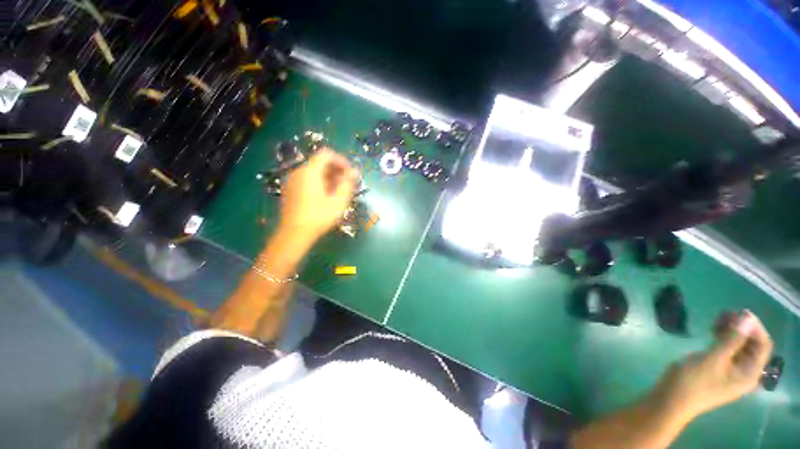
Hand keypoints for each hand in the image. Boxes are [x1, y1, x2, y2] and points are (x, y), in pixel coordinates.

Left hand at [279, 149, 357, 245]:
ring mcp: (292, 180)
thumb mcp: (338, 200)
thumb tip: (355, 171)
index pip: (326, 154)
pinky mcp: (290, 189)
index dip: (341, 160)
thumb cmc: (319, 216)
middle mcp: (298, 172)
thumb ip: (347, 183)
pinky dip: (319, 182)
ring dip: (329, 177)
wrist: (295, 233)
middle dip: (336, 170)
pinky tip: (326, 196)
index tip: (350, 173)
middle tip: (347, 184)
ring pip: (314, 171)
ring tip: (338, 191)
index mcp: (310, 172)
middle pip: (320, 162)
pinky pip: (307, 179)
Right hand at [653, 310, 772, 420]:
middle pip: (752, 345)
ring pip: (740, 346)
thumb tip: (747, 318)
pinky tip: (713, 330)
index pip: (763, 345)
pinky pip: (729, 350)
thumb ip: (732, 339)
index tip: (739, 312)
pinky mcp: (719, 368)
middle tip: (725, 313)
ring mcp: (732, 371)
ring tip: (718, 319)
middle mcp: (746, 372)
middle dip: (742, 327)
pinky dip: (724, 338)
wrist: (671, 399)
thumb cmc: (693, 381)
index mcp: (750, 373)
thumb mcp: (713, 359)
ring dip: (733, 331)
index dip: (755, 327)